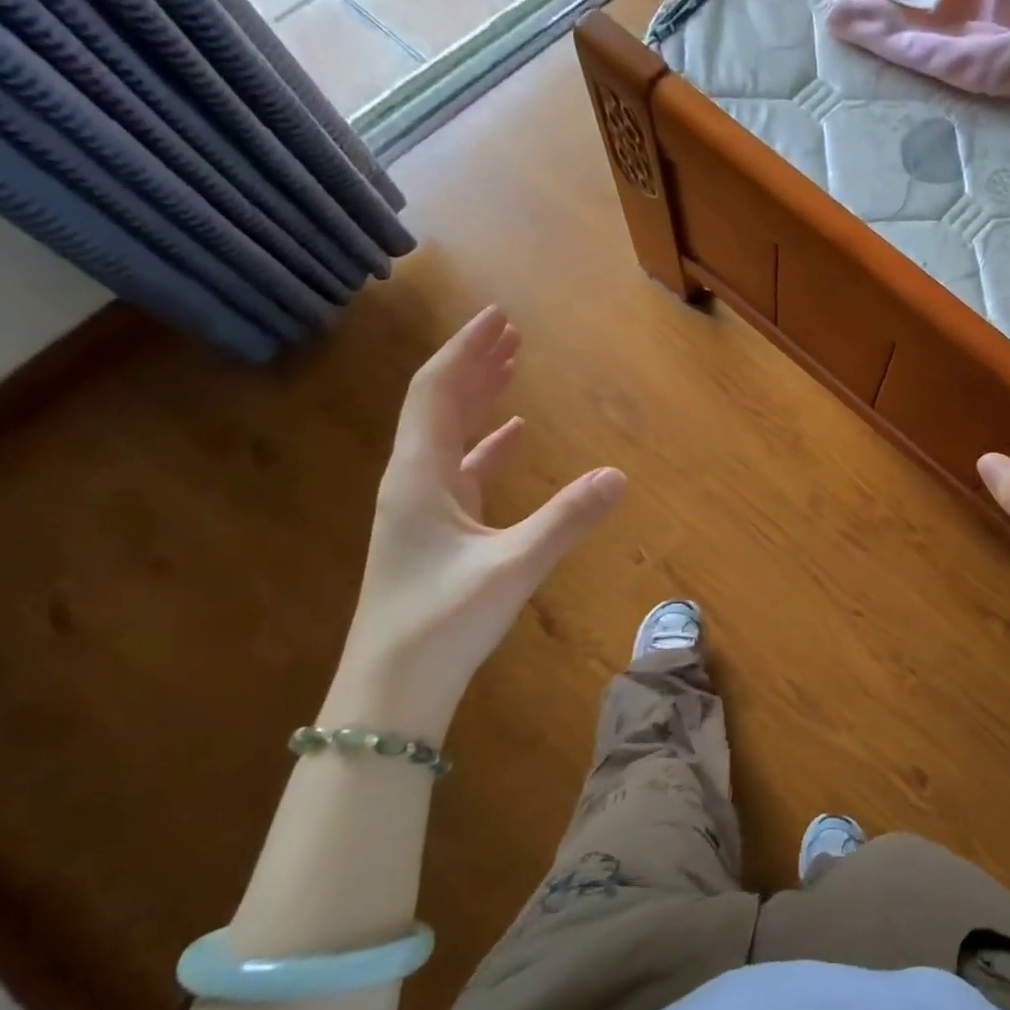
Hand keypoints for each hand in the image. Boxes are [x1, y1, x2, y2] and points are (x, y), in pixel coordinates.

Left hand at [327, 308, 626, 736]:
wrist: (390, 692)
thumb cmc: (441, 624)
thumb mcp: (512, 568)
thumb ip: (566, 520)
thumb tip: (619, 475)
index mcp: (419, 477)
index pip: (437, 392)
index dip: (467, 351)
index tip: (498, 316)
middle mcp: (414, 481)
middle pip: (440, 404)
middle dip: (475, 364)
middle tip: (511, 331)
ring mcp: (422, 508)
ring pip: (451, 435)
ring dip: (480, 398)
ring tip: (512, 368)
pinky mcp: (436, 532)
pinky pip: (463, 469)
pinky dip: (489, 444)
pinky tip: (514, 436)